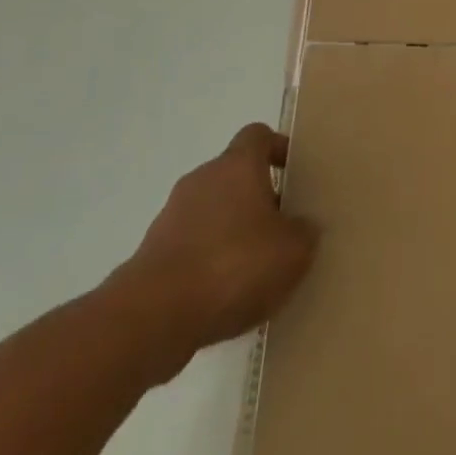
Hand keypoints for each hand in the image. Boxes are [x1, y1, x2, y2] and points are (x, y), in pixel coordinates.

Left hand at [104, 124, 318, 380]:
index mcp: (237, 165)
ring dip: (231, 232)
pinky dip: (208, 263)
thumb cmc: (232, 266)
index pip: (258, 135)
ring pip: (212, 213)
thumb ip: (304, 232)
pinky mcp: (151, 256)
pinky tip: (224, 298)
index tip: (294, 172)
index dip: (278, 149)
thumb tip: (302, 227)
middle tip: (282, 228)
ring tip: (255, 270)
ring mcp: (171, 217)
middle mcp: (202, 179)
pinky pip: (191, 247)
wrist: (151, 318)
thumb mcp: (293, 251)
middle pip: (235, 175)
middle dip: (258, 198)